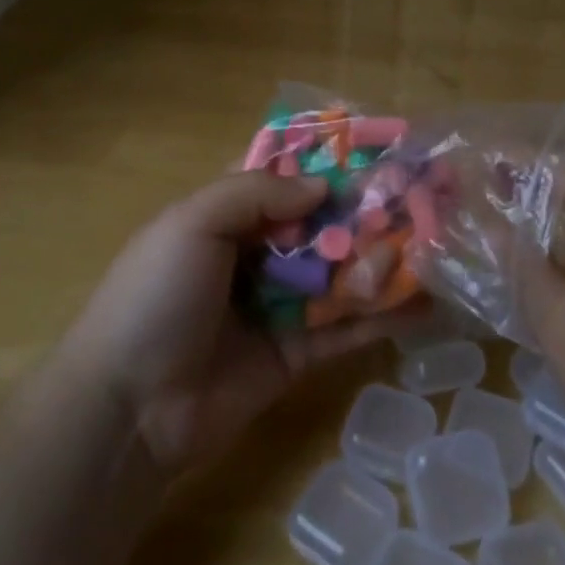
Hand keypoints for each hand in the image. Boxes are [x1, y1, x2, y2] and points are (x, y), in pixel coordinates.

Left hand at [61, 172, 419, 474]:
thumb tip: (323, 186)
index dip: (330, 168)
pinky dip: (383, 317)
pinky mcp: (295, 355)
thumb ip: (257, 194)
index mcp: (228, 217)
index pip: (287, 182)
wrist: (129, 408)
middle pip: (323, 228)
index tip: (381, 156)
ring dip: (383, 264)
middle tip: (424, 206)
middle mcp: (258, 255)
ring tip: (435, 252)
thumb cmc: (156, 297)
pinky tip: (424, 305)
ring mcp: (279, 306)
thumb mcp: (193, 223)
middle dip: (369, 217)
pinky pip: (344, 330)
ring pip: (341, 277)